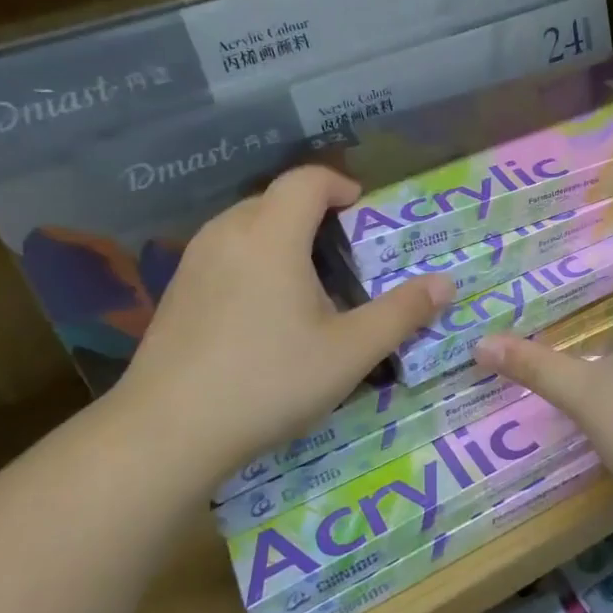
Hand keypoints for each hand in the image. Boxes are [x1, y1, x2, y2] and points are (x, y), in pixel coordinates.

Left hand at [113, 166, 450, 479]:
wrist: (167, 432)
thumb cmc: (269, 382)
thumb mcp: (350, 352)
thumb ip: (401, 313)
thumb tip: (446, 284)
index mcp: (270, 235)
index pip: (307, 180)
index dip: (340, 185)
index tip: (364, 211)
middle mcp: (227, 234)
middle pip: (275, 198)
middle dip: (314, 211)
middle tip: (346, 252)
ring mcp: (194, 262)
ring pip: (245, 225)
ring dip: (283, 235)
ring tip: (309, 280)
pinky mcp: (176, 291)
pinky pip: (224, 252)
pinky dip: (254, 259)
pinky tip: (265, 310)